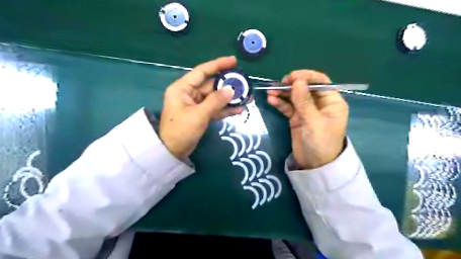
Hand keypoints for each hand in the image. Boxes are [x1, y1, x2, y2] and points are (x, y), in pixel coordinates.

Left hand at [160, 56, 244, 158]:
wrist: (172, 152)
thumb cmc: (181, 131)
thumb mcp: (199, 115)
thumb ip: (216, 101)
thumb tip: (231, 89)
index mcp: (183, 88)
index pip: (202, 71)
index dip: (218, 65)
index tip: (234, 61)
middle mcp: (189, 93)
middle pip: (211, 85)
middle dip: (228, 85)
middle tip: (245, 84)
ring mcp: (196, 104)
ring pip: (215, 97)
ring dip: (229, 98)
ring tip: (247, 97)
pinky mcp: (201, 114)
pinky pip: (215, 108)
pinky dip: (225, 109)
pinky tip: (239, 109)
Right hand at [269, 70, 347, 169]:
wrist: (314, 165)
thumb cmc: (321, 143)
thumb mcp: (314, 122)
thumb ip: (305, 102)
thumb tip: (297, 81)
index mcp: (332, 102)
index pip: (321, 82)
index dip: (306, 77)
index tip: (291, 77)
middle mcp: (320, 104)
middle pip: (305, 88)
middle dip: (292, 85)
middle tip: (279, 84)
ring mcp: (307, 111)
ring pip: (294, 97)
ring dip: (283, 93)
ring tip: (270, 92)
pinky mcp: (297, 118)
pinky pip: (288, 107)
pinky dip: (280, 103)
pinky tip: (271, 100)